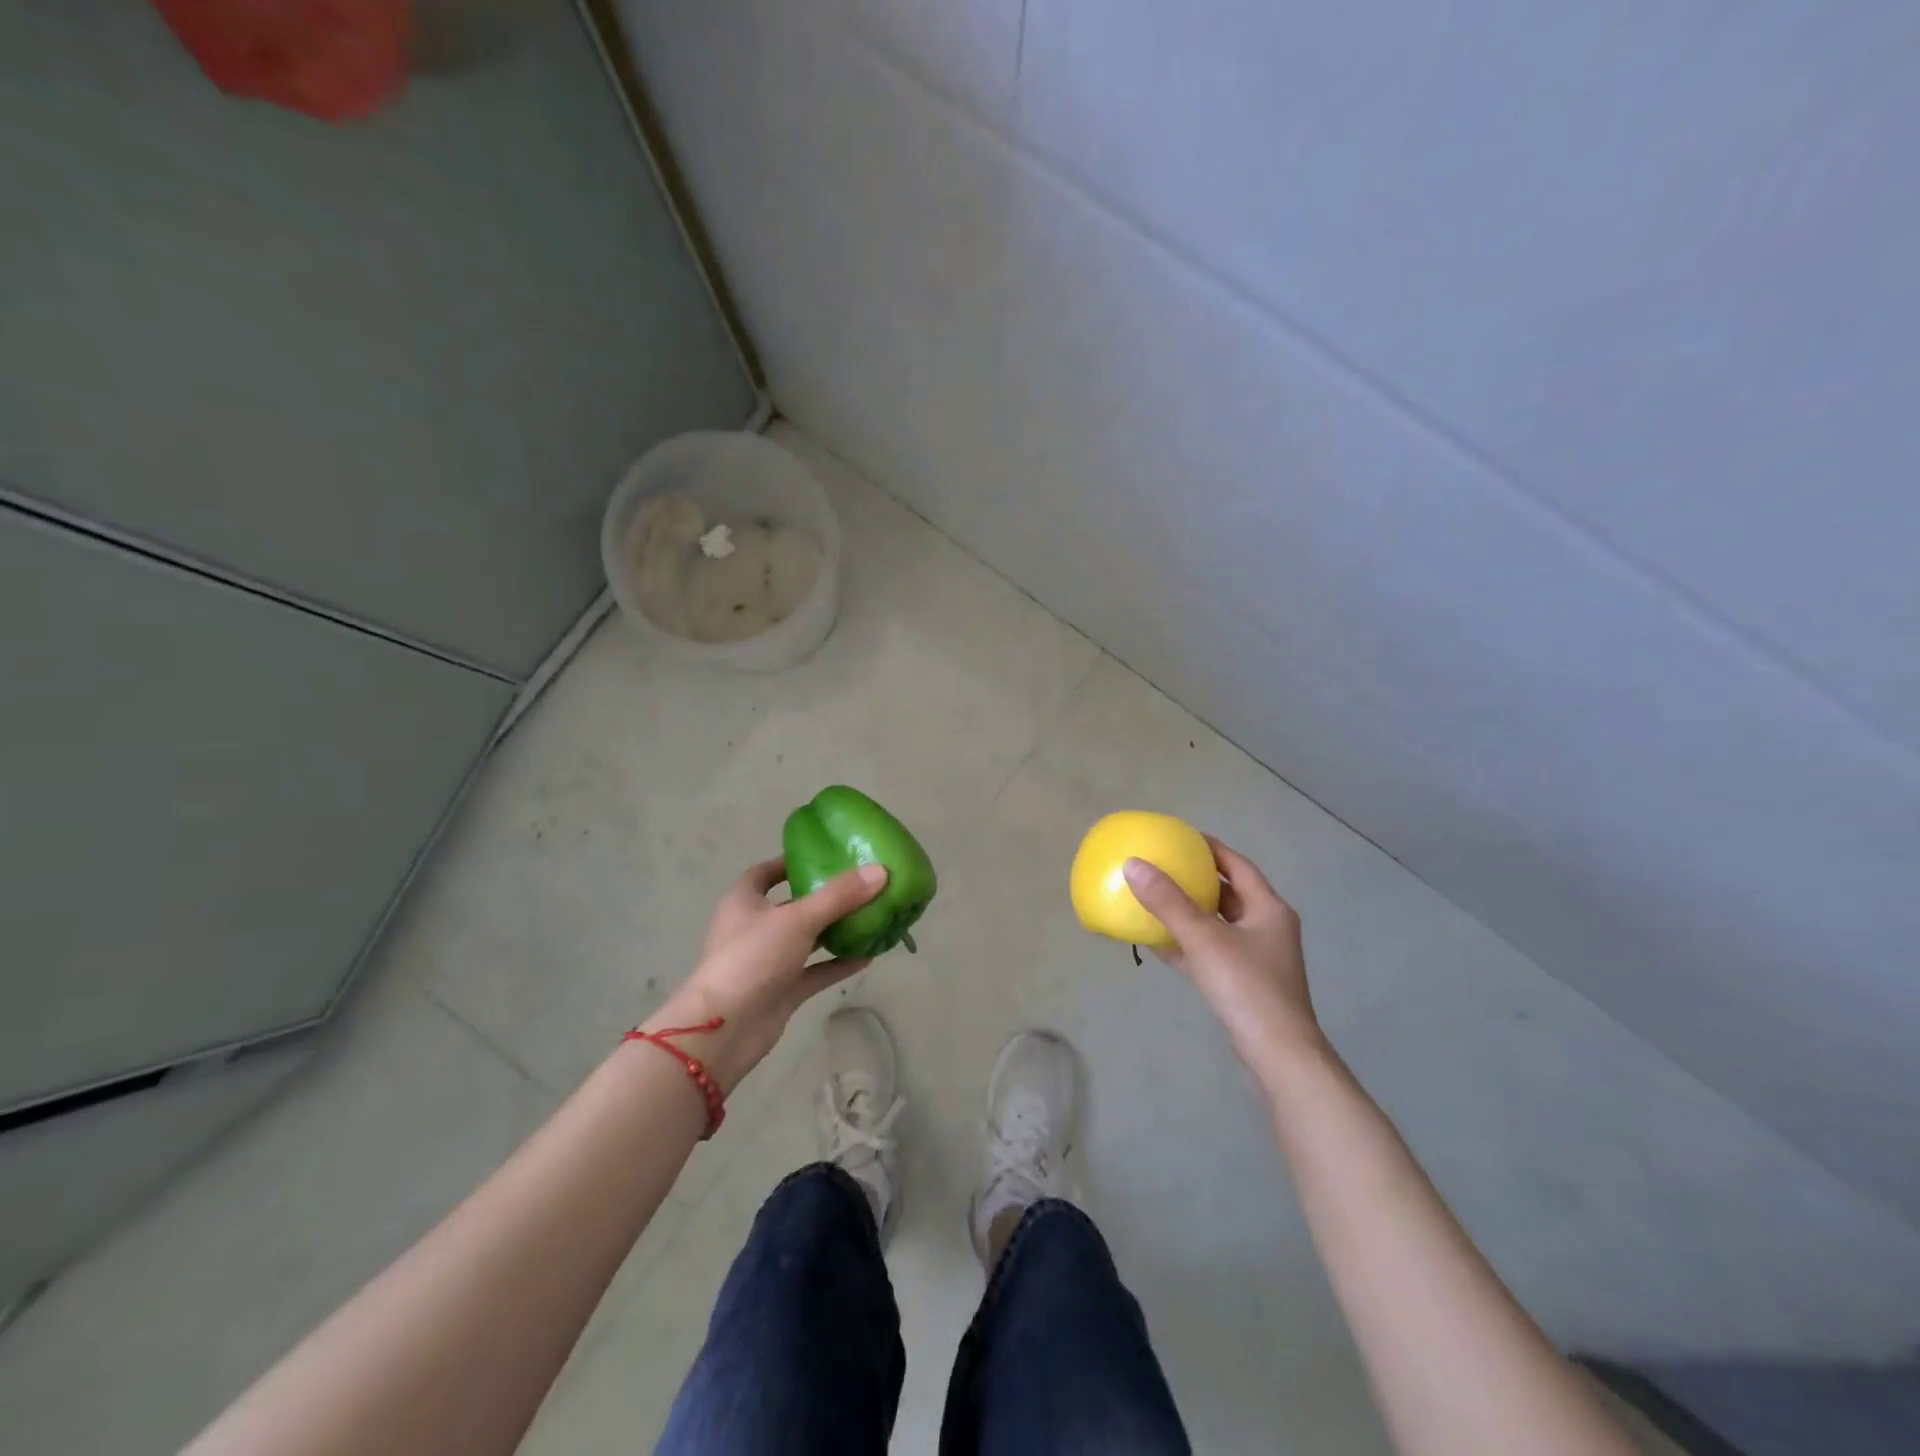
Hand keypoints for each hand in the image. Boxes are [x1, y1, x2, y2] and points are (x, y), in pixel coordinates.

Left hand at [642, 857, 887, 1092]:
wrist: (724, 1031)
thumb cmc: (752, 959)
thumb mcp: (797, 919)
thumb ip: (839, 896)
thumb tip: (880, 871)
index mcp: (744, 901)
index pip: (765, 873)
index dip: (790, 862)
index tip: (823, 855)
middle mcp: (754, 928)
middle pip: (793, 905)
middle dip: (825, 896)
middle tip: (861, 884)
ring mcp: (768, 961)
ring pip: (807, 939)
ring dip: (836, 930)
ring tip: (873, 916)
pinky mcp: (781, 990)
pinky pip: (815, 971)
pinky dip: (838, 963)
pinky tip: (869, 956)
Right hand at [1122, 837, 1323, 1074]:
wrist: (1279, 1056)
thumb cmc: (1247, 988)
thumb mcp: (1204, 939)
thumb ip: (1168, 902)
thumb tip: (1133, 864)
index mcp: (1269, 909)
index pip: (1237, 866)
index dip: (1210, 848)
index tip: (1180, 837)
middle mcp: (1267, 929)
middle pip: (1229, 894)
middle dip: (1197, 880)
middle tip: (1164, 867)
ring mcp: (1257, 959)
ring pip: (1218, 925)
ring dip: (1190, 913)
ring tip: (1156, 899)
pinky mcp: (1244, 985)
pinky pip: (1211, 953)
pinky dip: (1188, 945)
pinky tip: (1159, 943)